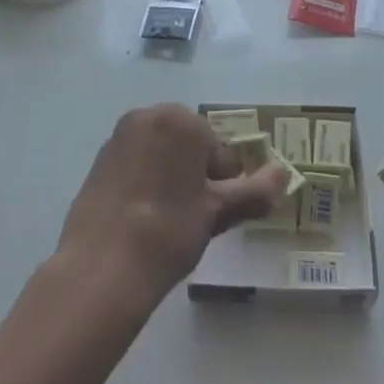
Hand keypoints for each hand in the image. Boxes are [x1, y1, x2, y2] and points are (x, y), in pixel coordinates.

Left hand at [57, 104, 289, 308]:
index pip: (218, 150)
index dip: (223, 182)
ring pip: (161, 154)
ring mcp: (118, 137)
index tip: (215, 211)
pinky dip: (145, 183)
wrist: (102, 266)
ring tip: (169, 221)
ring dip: (171, 177)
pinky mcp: (99, 161)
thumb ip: (254, 190)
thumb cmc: (170, 230)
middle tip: (195, 216)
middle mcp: (147, 117)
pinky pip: (135, 164)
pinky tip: (143, 219)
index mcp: (179, 120)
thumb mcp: (218, 211)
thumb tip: (284, 174)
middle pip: (187, 145)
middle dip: (196, 174)